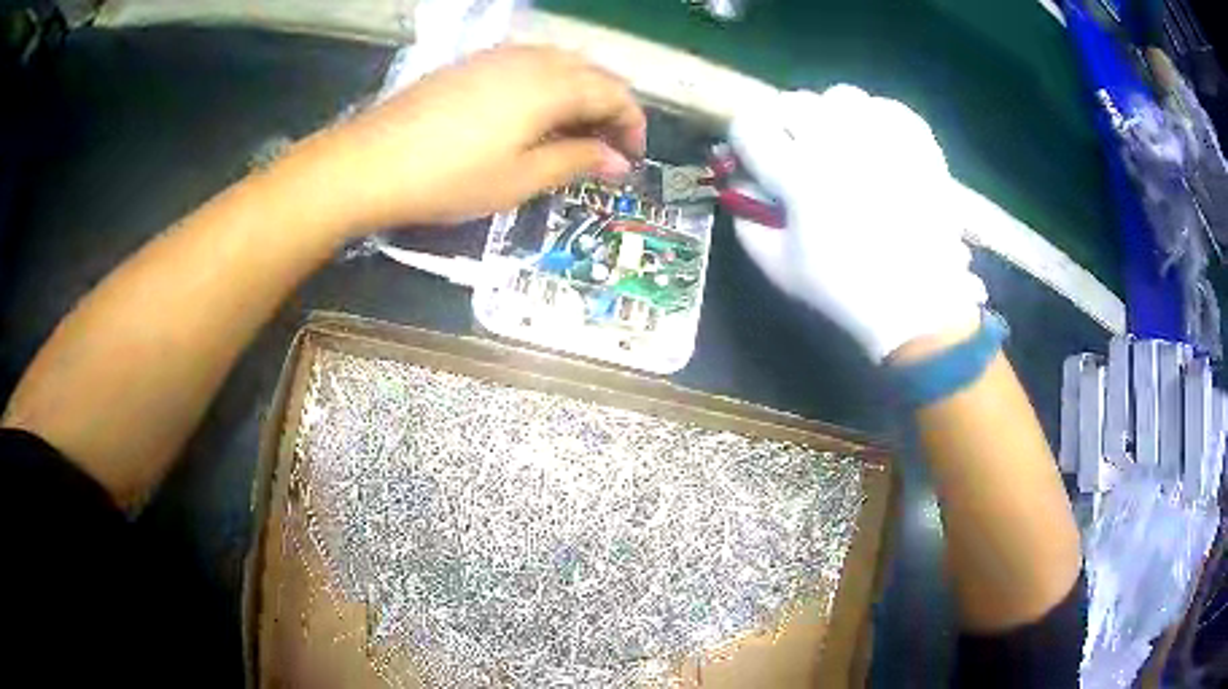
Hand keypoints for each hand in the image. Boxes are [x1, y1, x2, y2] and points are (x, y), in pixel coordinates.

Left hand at [290, 45, 646, 233]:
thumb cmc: (449, 178)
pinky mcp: (473, 63)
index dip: (632, 125)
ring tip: (575, 133)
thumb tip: (619, 162)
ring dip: (580, 94)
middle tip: (607, 148)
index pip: (614, 93)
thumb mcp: (520, 179)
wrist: (370, 162)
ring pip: (561, 63)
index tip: (632, 159)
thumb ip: (576, 162)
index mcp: (551, 86)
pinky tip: (534, 114)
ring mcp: (498, 56)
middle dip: (609, 107)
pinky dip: (548, 85)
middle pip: (591, 72)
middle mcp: (532, 59)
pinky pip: (529, 63)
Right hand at [730, 86, 986, 361]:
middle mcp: (841, 145)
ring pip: (840, 96)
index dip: (745, 136)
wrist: (918, 304)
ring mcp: (885, 140)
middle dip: (785, 124)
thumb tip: (739, 177)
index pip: (750, 124)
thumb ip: (745, 216)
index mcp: (801, 176)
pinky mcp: (918, 143)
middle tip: (797, 151)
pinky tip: (875, 144)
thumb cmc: (844, 290)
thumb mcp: (778, 266)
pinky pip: (885, 106)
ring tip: (840, 145)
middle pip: (793, 102)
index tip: (753, 152)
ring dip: (830, 116)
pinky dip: (874, 118)